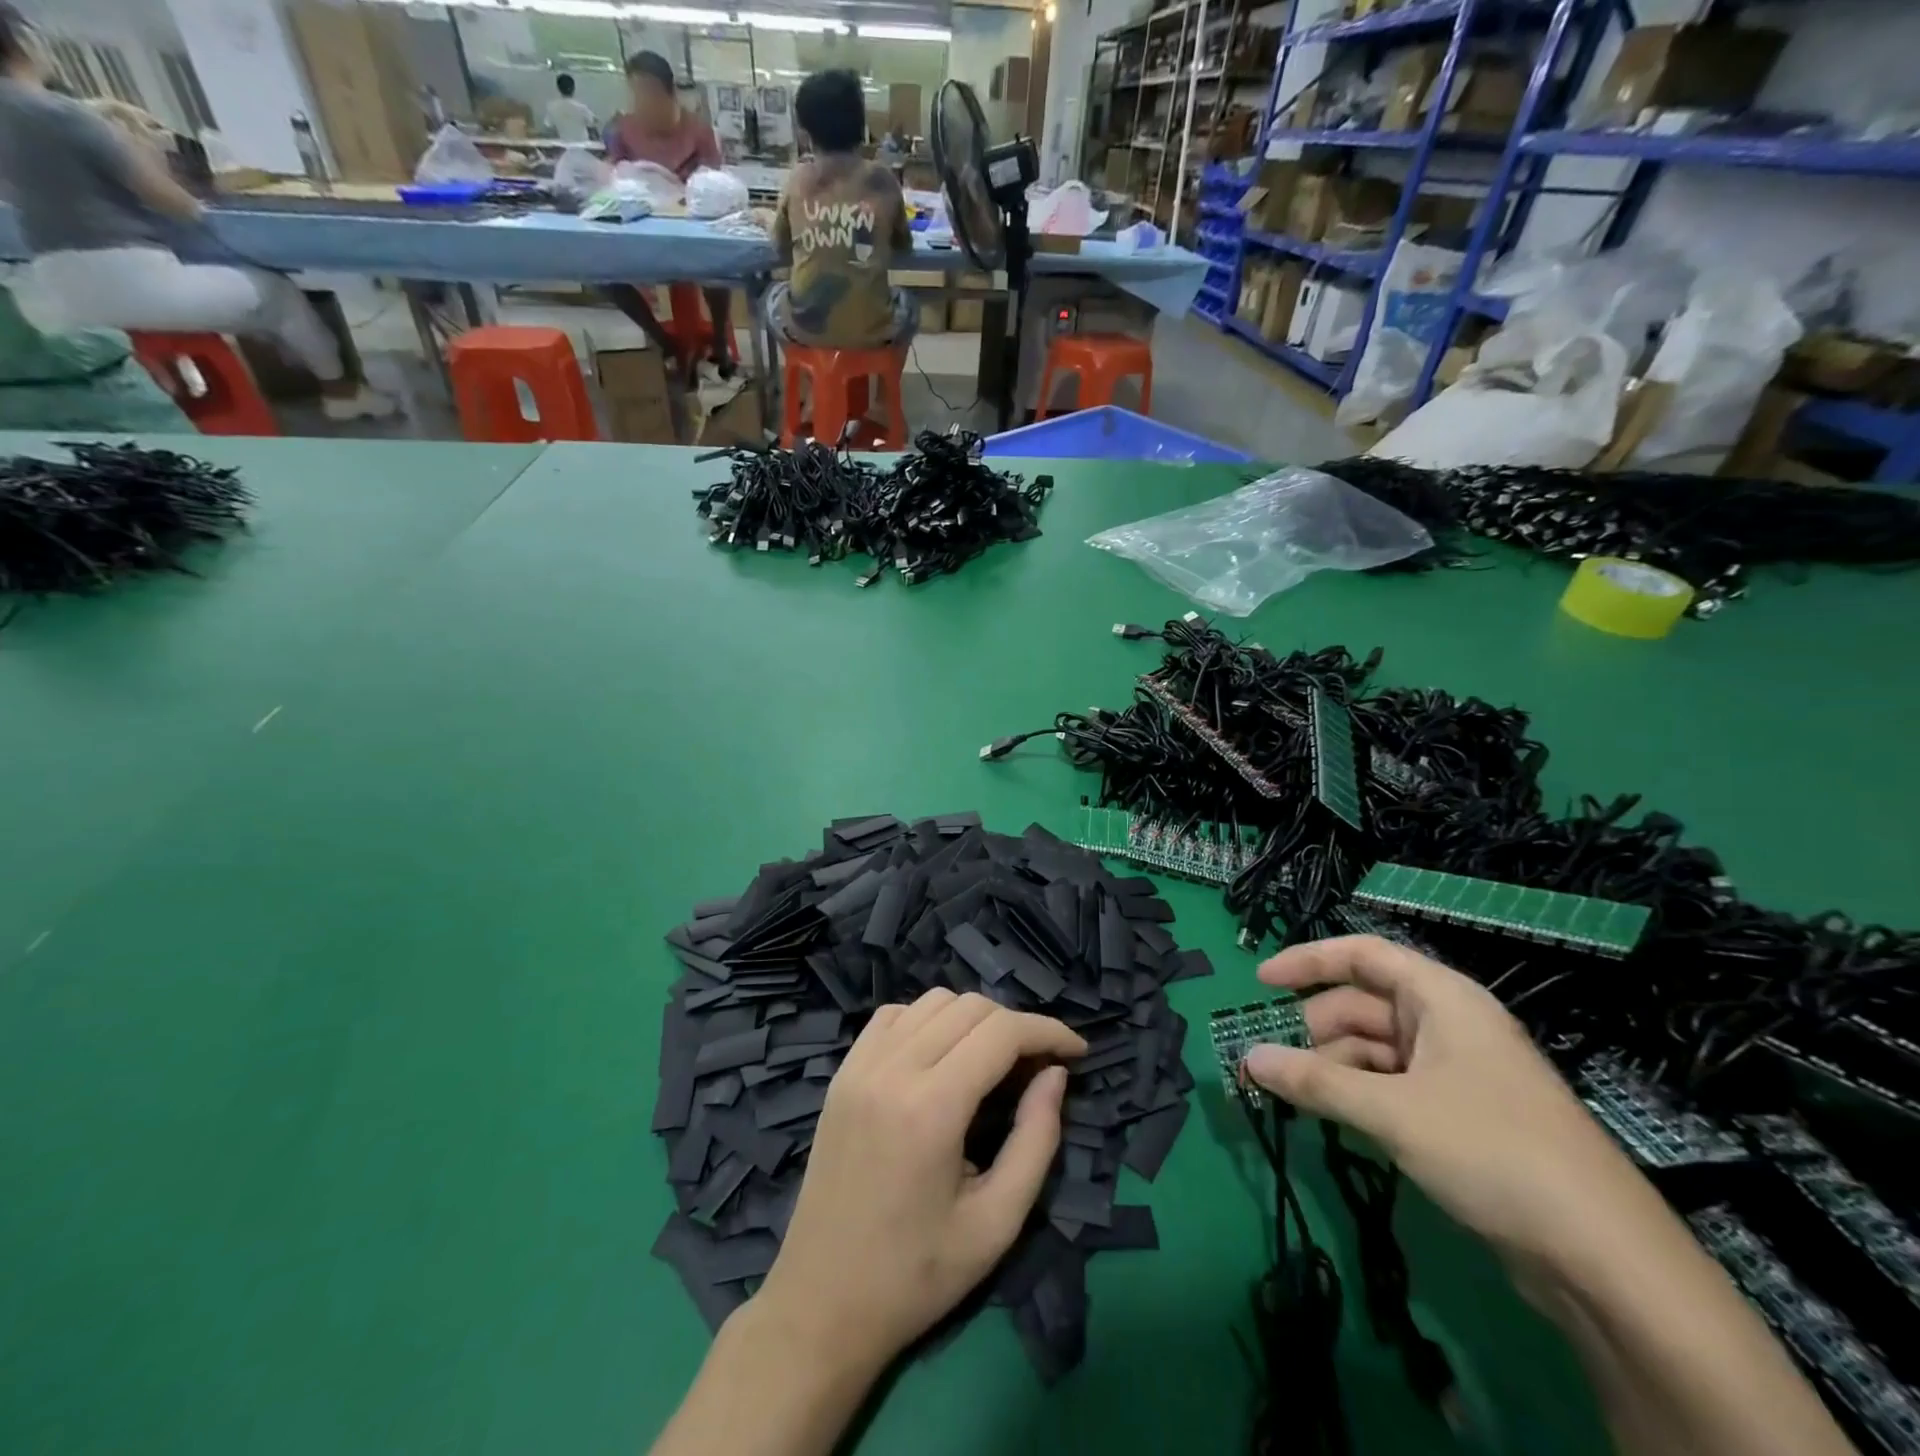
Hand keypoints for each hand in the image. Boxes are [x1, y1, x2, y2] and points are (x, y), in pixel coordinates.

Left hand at [754, 989, 1084, 1374]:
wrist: (821, 1302)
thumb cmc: (916, 1275)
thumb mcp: (996, 1223)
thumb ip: (1036, 1140)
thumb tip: (1055, 1074)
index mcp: (931, 1108)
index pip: (1001, 1032)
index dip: (1048, 1031)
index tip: (1078, 1051)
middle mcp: (892, 1069)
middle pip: (970, 1008)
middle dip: (1016, 1026)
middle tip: (1039, 1066)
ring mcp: (860, 1065)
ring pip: (933, 1001)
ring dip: (974, 1018)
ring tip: (995, 1061)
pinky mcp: (842, 1072)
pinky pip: (894, 1015)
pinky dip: (929, 1019)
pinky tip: (941, 1056)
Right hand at [1246, 936, 1655, 1270]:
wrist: (1606, 1260)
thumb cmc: (1493, 1151)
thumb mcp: (1391, 1111)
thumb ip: (1314, 1081)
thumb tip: (1247, 1059)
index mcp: (1442, 998)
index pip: (1363, 955)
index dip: (1308, 961)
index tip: (1260, 982)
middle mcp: (1450, 1024)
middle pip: (1364, 1004)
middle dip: (1315, 1029)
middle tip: (1274, 1062)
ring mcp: (1459, 1071)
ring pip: (1376, 1049)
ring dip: (1334, 1066)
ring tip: (1300, 1098)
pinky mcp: (1463, 1116)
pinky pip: (1394, 1085)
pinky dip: (1360, 1094)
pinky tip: (1337, 1120)